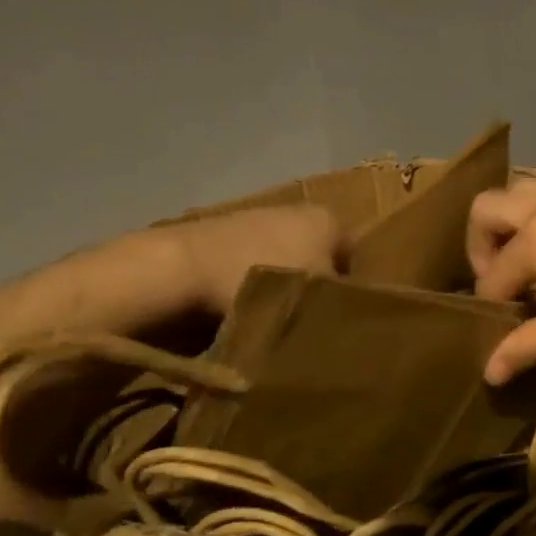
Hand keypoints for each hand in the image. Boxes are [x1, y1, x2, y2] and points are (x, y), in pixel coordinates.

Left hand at [172, 204, 343, 313]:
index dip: (346, 293)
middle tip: (301, 325)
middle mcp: (295, 210)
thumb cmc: (265, 283)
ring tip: (265, 322)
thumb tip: (345, 322)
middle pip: (314, 257)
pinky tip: (235, 311)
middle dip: (308, 288)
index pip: (352, 258)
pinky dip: (243, 285)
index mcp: (327, 219)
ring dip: (274, 289)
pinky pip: (245, 265)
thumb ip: (339, 310)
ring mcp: (253, 219)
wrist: (182, 270)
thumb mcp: (317, 303)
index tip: (333, 322)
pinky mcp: (219, 235)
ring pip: (279, 261)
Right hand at [468, 180, 535, 383]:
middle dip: (480, 245)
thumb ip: (530, 345)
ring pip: (522, 192)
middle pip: (487, 210)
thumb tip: (488, 372)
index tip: (501, 334)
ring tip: (532, 264)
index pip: (492, 277)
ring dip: (512, 224)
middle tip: (501, 282)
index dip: (491, 308)